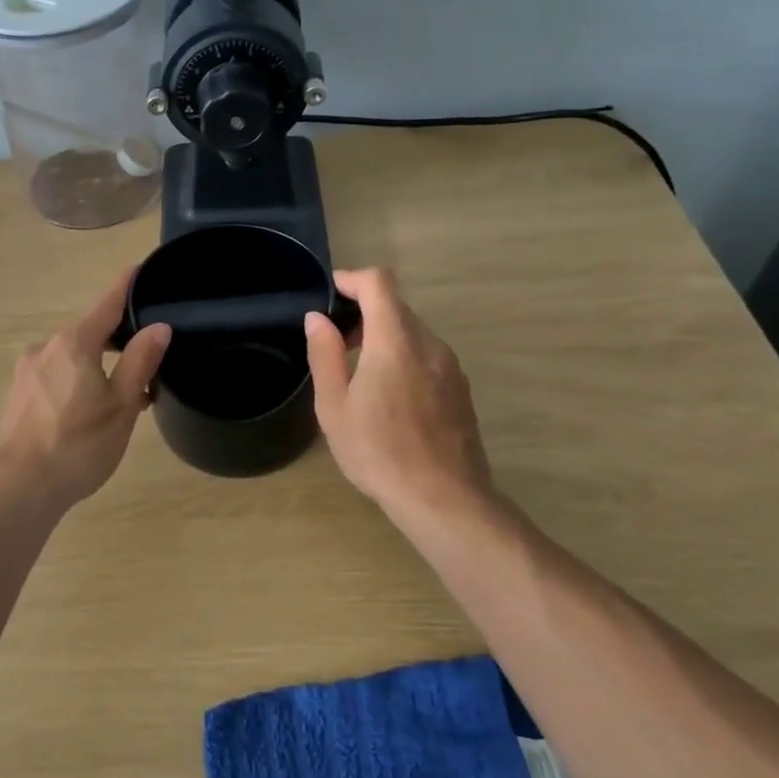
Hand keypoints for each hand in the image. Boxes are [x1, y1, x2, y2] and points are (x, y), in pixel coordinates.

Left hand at [0, 268, 170, 510]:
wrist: (19, 489)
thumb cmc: (78, 445)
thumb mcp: (121, 405)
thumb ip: (141, 362)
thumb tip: (160, 327)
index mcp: (73, 343)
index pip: (106, 304)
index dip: (125, 286)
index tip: (139, 267)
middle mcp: (45, 347)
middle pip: (88, 330)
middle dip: (117, 338)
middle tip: (147, 354)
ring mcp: (27, 371)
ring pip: (72, 356)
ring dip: (97, 364)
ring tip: (123, 391)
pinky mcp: (18, 394)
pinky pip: (56, 374)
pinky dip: (78, 379)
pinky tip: (90, 408)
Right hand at [305, 268, 503, 528]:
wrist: (443, 498)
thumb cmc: (379, 452)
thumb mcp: (335, 407)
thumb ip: (325, 355)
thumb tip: (318, 319)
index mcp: (395, 342)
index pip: (379, 283)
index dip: (352, 279)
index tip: (330, 294)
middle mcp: (429, 344)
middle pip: (396, 307)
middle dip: (364, 312)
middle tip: (335, 342)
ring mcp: (450, 367)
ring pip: (413, 333)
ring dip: (384, 337)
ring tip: (359, 374)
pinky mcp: (460, 389)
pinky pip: (427, 356)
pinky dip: (404, 357)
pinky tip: (389, 397)